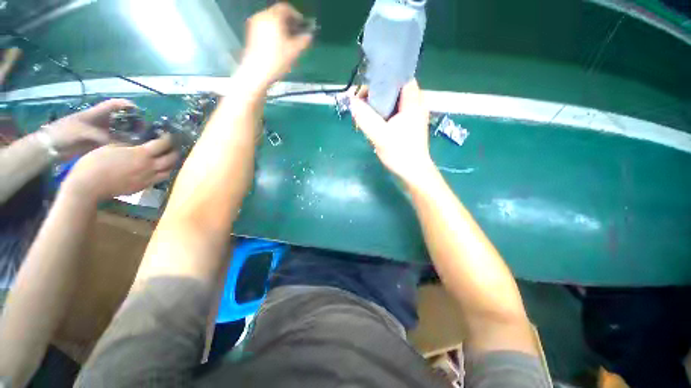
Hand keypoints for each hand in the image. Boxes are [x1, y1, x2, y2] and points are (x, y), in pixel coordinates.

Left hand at [41, 99, 133, 159]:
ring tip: (140, 141)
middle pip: (121, 118)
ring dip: (129, 134)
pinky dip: (123, 144)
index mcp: (96, 114)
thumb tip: (124, 143)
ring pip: (119, 130)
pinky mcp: (98, 142)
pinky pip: (115, 141)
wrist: (51, 147)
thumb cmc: (66, 135)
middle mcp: (101, 121)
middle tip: (144, 131)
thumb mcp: (86, 134)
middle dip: (133, 123)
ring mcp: (99, 132)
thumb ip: (106, 138)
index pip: (114, 104)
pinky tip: (129, 149)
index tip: (139, 112)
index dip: (127, 105)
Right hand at [65, 134, 178, 200]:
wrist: (89, 186)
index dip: (167, 138)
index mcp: (142, 154)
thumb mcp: (111, 146)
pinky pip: (160, 179)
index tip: (167, 134)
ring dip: (172, 164)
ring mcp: (148, 178)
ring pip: (169, 171)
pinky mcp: (143, 187)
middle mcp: (150, 167)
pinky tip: (158, 169)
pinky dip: (163, 173)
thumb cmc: (95, 163)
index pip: (163, 144)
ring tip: (168, 159)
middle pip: (171, 159)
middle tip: (173, 147)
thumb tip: (138, 144)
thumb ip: (129, 145)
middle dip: (175, 151)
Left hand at [242, 3, 312, 86]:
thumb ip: (304, 40)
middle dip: (288, 21)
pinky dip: (273, 31)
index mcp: (273, 17)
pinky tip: (278, 44)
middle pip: (277, 13)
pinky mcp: (251, 33)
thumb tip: (309, 35)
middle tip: (297, 33)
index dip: (296, 15)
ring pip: (271, 20)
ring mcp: (254, 24)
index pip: (285, 8)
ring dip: (281, 27)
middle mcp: (262, 16)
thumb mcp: (294, 51)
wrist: (257, 72)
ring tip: (288, 40)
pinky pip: (265, 26)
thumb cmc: (277, 60)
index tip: (302, 25)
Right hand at [349, 79, 434, 185]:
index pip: (400, 78)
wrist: (413, 173)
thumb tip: (351, 101)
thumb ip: (365, 117)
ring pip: (394, 102)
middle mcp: (416, 105)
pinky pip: (394, 113)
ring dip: (379, 106)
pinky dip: (384, 115)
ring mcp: (413, 116)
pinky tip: (374, 123)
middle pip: (395, 90)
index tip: (366, 90)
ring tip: (366, 114)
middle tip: (363, 104)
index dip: (383, 80)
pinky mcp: (409, 125)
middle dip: (377, 94)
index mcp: (413, 102)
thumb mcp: (380, 135)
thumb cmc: (400, 153)